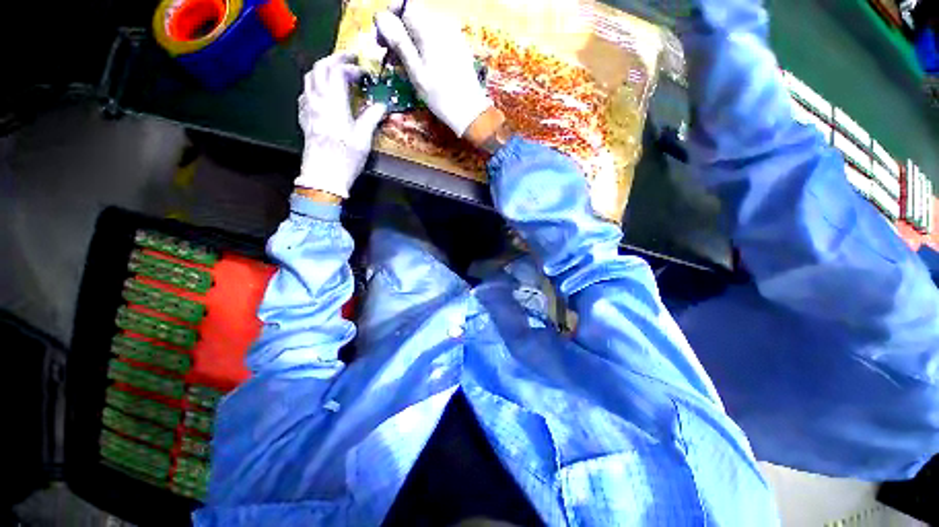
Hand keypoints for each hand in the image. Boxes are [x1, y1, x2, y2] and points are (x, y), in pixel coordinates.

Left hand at [295, 53, 386, 198]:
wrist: (323, 176)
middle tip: (349, 58)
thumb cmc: (345, 159)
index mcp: (334, 104)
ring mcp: (308, 108)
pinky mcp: (304, 118)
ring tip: (336, 70)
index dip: (352, 68)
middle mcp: (318, 100)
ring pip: (310, 77)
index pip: (339, 72)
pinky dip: (314, 85)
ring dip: (322, 68)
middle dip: (335, 58)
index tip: (365, 74)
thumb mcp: (363, 139)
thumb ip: (371, 118)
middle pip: (320, 67)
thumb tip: (382, 105)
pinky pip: (305, 93)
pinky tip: (322, 92)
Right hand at [374, 5, 492, 136]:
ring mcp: (453, 34)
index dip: (390, 18)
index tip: (382, 40)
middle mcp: (443, 24)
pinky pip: (435, 37)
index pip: (404, 5)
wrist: (469, 111)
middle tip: (390, 56)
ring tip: (403, 65)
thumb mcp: (416, 71)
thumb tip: (380, 16)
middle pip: (414, 16)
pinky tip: (420, 65)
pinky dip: (423, 47)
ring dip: (410, 41)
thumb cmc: (440, 95)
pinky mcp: (458, 45)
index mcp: (430, 28)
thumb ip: (398, 41)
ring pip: (423, 27)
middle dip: (398, 32)